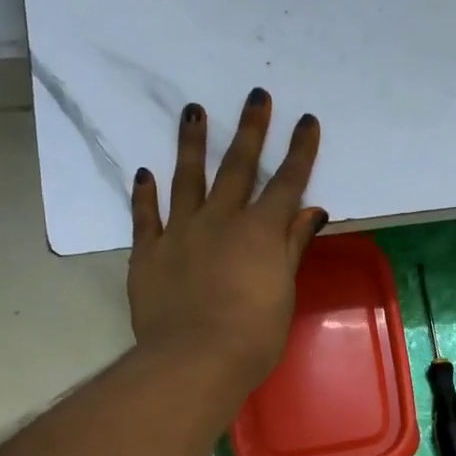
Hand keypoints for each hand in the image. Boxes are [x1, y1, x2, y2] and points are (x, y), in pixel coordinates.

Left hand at [128, 88, 326, 398]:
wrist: (194, 360)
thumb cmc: (253, 335)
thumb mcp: (283, 292)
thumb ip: (292, 247)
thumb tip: (311, 211)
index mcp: (261, 232)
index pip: (286, 183)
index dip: (299, 151)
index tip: (306, 120)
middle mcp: (221, 220)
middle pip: (238, 167)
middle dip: (251, 130)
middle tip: (255, 96)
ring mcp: (181, 232)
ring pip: (188, 178)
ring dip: (192, 144)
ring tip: (193, 111)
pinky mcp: (150, 252)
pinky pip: (146, 216)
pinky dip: (146, 194)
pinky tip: (145, 174)